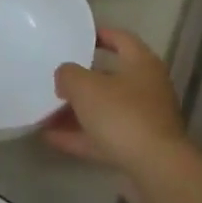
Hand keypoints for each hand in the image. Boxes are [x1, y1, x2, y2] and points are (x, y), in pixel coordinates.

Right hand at [46, 28, 192, 186]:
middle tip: (55, 77)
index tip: (77, 35)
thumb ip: (69, 75)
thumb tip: (65, 75)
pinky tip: (51, 137)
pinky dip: (79, 136)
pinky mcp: (137, 148)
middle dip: (81, 80)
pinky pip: (102, 137)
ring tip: (45, 110)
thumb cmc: (122, 114)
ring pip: (105, 110)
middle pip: (111, 77)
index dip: (99, 34)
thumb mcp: (86, 87)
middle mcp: (147, 88)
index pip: (121, 38)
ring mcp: (144, 120)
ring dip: (76, 111)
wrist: (155, 168)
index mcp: (142, 64)